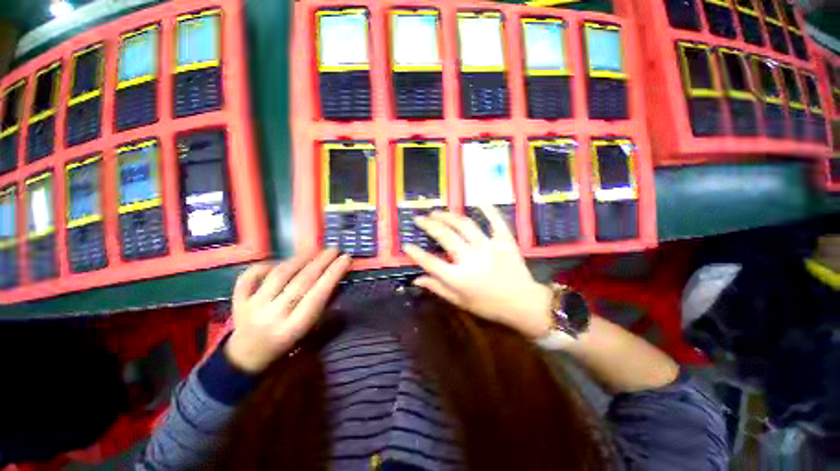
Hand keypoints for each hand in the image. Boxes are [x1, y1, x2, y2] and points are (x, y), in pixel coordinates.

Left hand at [225, 249, 351, 372]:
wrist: (246, 357)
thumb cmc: (286, 345)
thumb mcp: (309, 332)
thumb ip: (323, 308)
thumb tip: (335, 280)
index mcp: (294, 327)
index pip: (318, 294)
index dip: (333, 274)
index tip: (346, 258)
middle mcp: (273, 315)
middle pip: (301, 281)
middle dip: (321, 262)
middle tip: (334, 249)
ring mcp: (253, 306)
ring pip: (279, 275)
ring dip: (299, 259)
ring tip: (314, 250)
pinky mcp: (238, 300)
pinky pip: (250, 276)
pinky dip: (265, 265)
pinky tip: (279, 261)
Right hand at [404, 206, 553, 338]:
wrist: (523, 304)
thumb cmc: (489, 306)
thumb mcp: (461, 302)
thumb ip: (438, 288)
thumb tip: (416, 279)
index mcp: (459, 278)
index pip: (430, 262)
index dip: (415, 253)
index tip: (406, 244)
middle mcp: (471, 259)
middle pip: (445, 236)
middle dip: (429, 224)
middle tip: (420, 218)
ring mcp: (489, 247)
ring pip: (464, 225)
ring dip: (448, 216)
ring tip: (437, 212)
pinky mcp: (504, 241)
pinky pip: (496, 221)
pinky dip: (488, 210)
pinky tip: (478, 201)